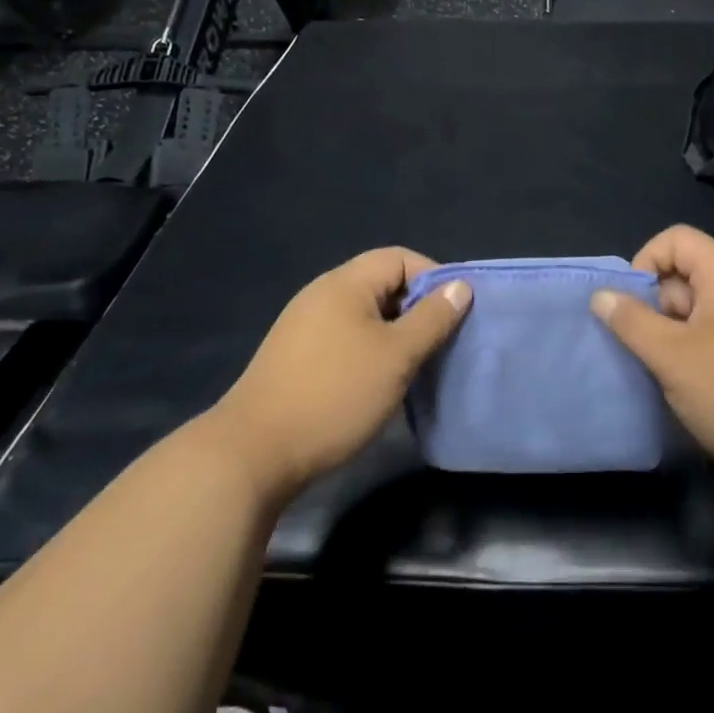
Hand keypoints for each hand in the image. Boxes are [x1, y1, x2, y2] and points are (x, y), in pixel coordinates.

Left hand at [213, 248, 469, 505]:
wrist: (253, 454)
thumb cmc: (335, 395)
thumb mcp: (396, 356)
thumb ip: (432, 318)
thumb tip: (460, 286)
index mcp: (345, 284)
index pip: (400, 258)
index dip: (433, 278)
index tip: (454, 315)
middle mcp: (322, 295)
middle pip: (382, 284)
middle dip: (417, 309)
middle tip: (439, 343)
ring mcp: (304, 326)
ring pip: (365, 315)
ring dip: (395, 333)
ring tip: (415, 366)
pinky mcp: (296, 357)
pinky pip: (345, 337)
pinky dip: (370, 350)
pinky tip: (378, 383)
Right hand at [591, 225, 713, 504]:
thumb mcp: (673, 357)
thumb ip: (632, 322)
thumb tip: (601, 294)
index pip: (677, 239)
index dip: (646, 261)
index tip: (631, 305)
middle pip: (683, 276)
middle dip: (654, 307)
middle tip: (645, 349)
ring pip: (695, 312)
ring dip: (670, 336)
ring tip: (662, 373)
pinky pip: (712, 337)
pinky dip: (691, 354)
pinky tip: (686, 388)